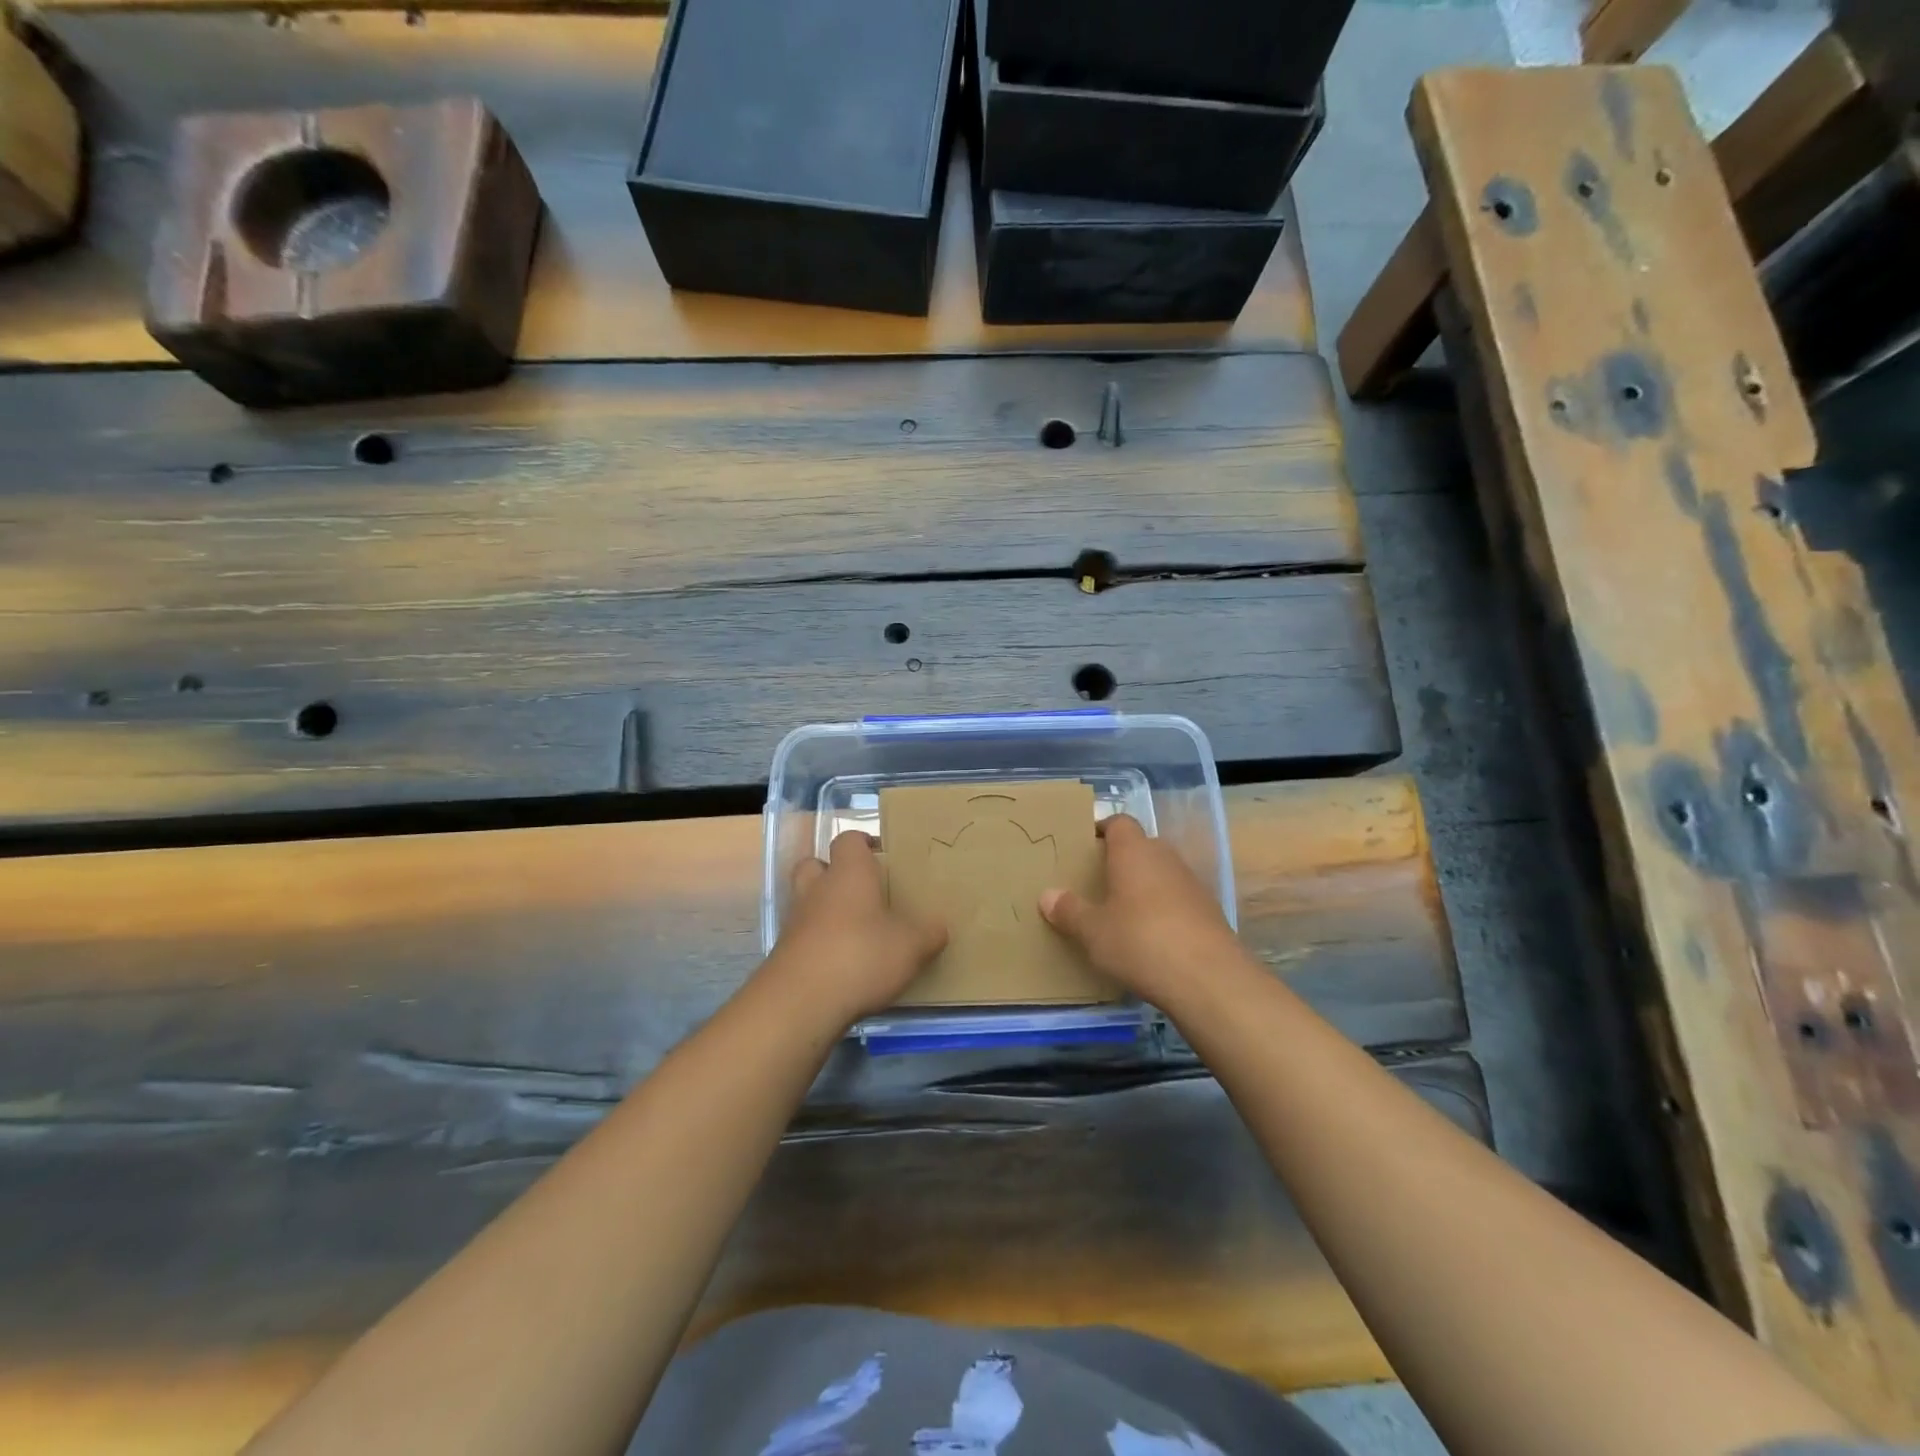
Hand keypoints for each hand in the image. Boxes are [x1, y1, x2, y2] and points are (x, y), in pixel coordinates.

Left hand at [764, 830, 946, 1025]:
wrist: (801, 1002)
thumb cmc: (861, 956)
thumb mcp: (911, 947)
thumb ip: (929, 934)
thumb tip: (939, 928)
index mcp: (848, 873)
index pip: (849, 840)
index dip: (864, 843)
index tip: (882, 855)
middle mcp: (817, 888)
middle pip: (816, 864)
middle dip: (834, 872)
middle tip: (862, 891)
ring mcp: (795, 921)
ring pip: (807, 901)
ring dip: (825, 910)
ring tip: (855, 931)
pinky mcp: (784, 953)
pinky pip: (803, 936)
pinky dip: (819, 943)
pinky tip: (842, 964)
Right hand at [1039, 814, 1241, 1006]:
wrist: (1209, 979)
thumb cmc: (1140, 942)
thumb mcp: (1093, 931)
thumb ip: (1069, 911)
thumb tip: (1047, 895)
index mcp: (1134, 851)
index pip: (1118, 823)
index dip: (1101, 830)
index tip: (1084, 848)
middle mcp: (1165, 858)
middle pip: (1140, 847)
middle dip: (1120, 861)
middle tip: (1096, 884)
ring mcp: (1192, 883)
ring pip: (1160, 874)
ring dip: (1143, 887)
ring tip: (1121, 914)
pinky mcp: (1209, 912)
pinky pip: (1177, 900)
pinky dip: (1163, 911)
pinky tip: (1150, 939)